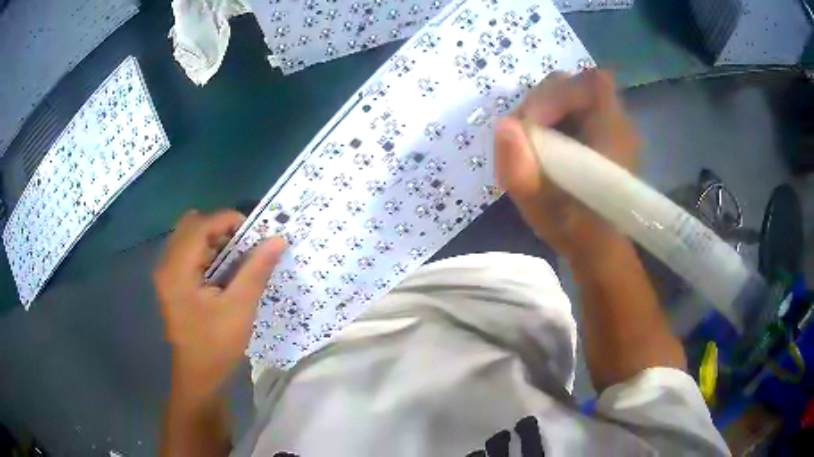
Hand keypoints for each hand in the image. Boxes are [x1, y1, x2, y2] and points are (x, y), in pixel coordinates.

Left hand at [154, 210, 286, 397]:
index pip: (201, 225)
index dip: (229, 220)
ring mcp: (166, 272)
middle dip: (220, 228)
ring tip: (236, 259)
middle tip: (244, 247)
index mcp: (177, 270)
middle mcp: (166, 264)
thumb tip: (278, 238)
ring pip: (189, 236)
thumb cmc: (217, 345)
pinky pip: (187, 250)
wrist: (199, 375)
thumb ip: (256, 269)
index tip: (255, 234)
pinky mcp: (170, 281)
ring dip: (214, 239)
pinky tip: (222, 272)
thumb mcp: (240, 308)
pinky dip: (206, 251)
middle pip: (192, 225)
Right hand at [495, 70, 639, 259]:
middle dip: (543, 103)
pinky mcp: (600, 137)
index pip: (591, 84)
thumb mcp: (541, 206)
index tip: (532, 123)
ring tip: (531, 143)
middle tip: (524, 134)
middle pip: (575, 86)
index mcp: (612, 133)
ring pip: (572, 97)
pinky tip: (544, 148)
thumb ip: (520, 168)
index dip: (556, 93)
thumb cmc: (576, 230)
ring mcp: (609, 129)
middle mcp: (616, 124)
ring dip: (546, 112)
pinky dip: (553, 121)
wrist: (598, 249)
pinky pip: (574, 112)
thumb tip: (503, 124)